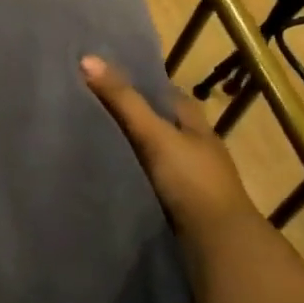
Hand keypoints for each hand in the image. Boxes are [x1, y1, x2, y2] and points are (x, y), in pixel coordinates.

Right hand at [81, 55, 262, 242]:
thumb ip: (123, 100)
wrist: (217, 243)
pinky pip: (154, 182)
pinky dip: (137, 177)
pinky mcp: (183, 207)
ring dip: (137, 150)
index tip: (112, 79)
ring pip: (159, 155)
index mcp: (198, 126)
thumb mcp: (154, 134)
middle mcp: (198, 149)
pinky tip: (114, 176)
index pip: (171, 96)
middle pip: (165, 125)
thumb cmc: (191, 180)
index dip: (145, 86)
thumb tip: (86, 58)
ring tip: (97, 142)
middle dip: (138, 118)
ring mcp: (192, 180)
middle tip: (96, 109)